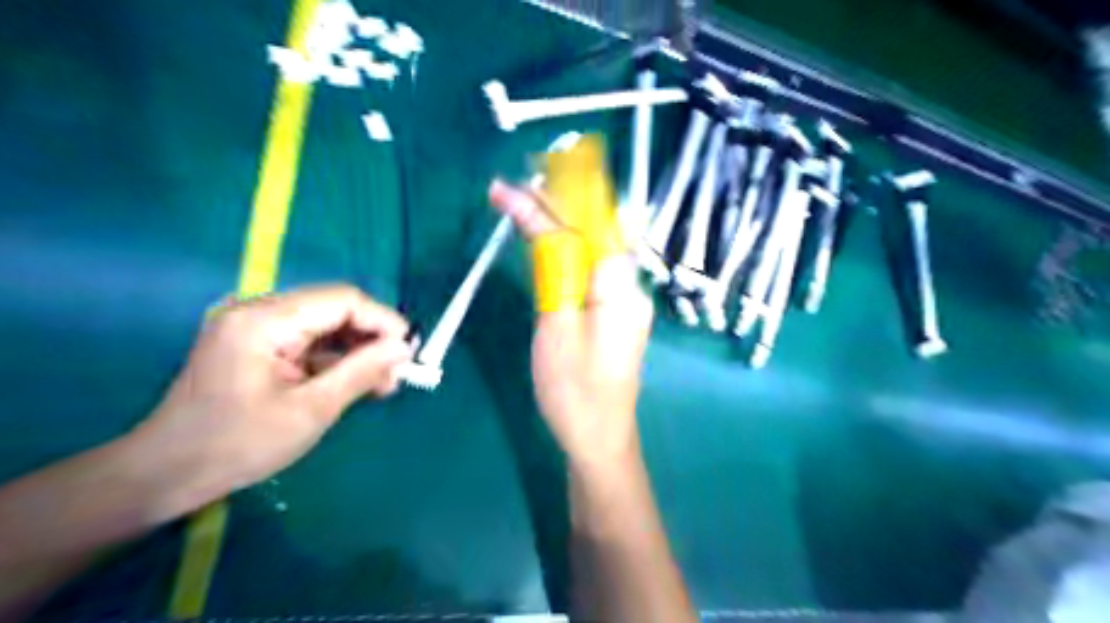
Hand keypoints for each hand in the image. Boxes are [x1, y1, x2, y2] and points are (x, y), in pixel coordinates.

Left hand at [128, 284, 411, 507]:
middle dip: (372, 338)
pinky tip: (355, 381)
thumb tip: (404, 347)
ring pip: (327, 323)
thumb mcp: (311, 411)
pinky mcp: (257, 342)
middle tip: (396, 373)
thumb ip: (361, 372)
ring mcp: (255, 325)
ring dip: (357, 350)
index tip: (410, 351)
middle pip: (335, 308)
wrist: (166, 473)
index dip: (383, 321)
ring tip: (381, 383)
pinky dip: (336, 358)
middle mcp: (258, 310)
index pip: (342, 300)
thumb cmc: (238, 445)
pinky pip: (310, 339)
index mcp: (264, 321)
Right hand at [489, 181, 652, 471]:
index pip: (585, 229)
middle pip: (596, 231)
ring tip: (526, 204)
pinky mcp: (617, 312)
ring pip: (595, 248)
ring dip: (563, 223)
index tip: (512, 189)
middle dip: (558, 205)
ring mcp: (627, 299)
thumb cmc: (573, 390)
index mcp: (619, 287)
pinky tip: (549, 241)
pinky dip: (570, 249)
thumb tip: (548, 231)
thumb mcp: (556, 329)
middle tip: (516, 189)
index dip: (548, 205)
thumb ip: (556, 274)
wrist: (599, 436)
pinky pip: (594, 268)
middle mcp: (631, 286)